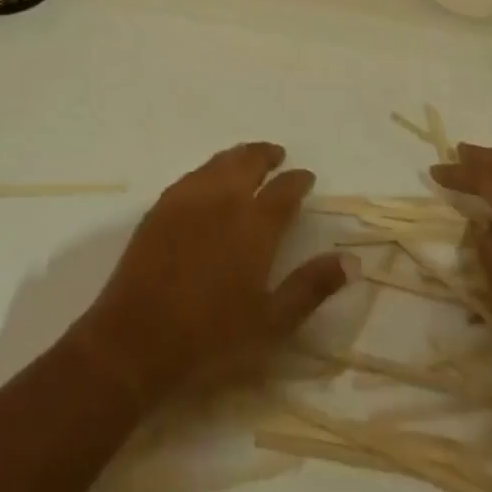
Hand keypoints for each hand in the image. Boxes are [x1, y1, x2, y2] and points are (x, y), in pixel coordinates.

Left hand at [75, 142, 347, 404]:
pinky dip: (211, 167)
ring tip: (249, 158)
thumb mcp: (272, 321)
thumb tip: (352, 260)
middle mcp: (223, 198)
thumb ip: (312, 287)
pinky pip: (194, 173)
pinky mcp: (162, 203)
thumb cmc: (212, 336)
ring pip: (220, 161)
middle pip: (249, 162)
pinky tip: (211, 178)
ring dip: (239, 156)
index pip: (284, 190)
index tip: (307, 176)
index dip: (298, 180)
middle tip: (279, 155)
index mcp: (254, 224)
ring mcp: (188, 196)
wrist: (139, 335)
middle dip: (267, 155)